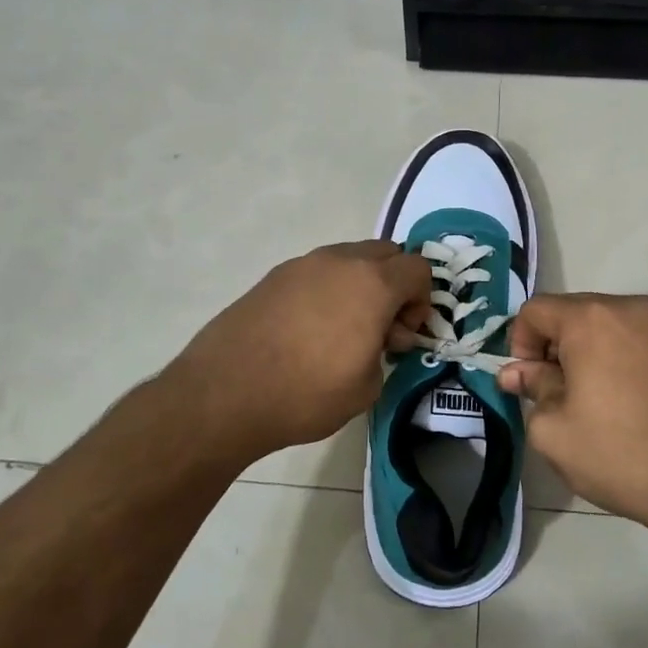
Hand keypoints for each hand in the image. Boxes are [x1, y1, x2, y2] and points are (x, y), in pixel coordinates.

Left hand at [171, 240, 431, 460]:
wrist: (225, 392)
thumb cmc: (306, 393)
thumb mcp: (366, 387)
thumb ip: (384, 352)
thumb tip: (375, 339)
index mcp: (372, 283)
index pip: (418, 268)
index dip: (422, 301)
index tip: (403, 336)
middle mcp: (340, 261)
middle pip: (386, 253)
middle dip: (394, 285)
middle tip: (381, 328)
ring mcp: (302, 264)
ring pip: (349, 259)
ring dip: (360, 285)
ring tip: (343, 330)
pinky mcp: (273, 276)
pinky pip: (317, 272)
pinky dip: (327, 290)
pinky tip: (309, 330)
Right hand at [497, 293, 647, 533]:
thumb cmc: (620, 454)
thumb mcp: (553, 430)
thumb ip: (531, 388)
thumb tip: (518, 372)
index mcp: (590, 318)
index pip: (536, 310)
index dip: (519, 343)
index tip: (528, 382)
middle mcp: (630, 307)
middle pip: (573, 313)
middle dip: (554, 347)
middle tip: (556, 393)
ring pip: (607, 325)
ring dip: (588, 352)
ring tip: (593, 399)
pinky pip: (637, 339)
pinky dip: (621, 358)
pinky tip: (626, 400)